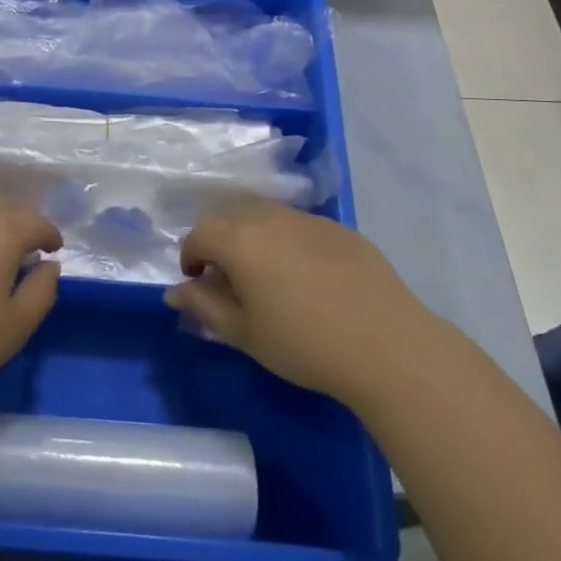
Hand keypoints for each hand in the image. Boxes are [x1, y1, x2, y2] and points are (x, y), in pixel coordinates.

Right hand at [165, 200, 433, 411]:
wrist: (386, 344)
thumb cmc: (303, 342)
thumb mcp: (245, 333)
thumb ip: (204, 306)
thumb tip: (174, 291)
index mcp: (240, 239)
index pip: (199, 233)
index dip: (191, 256)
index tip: (199, 283)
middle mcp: (270, 217)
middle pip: (231, 216)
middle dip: (220, 242)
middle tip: (230, 279)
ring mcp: (309, 219)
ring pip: (267, 217)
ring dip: (254, 238)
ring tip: (268, 277)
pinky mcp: (340, 229)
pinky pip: (301, 227)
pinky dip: (290, 243)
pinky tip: (309, 279)